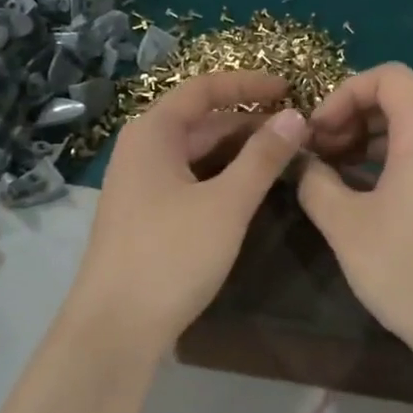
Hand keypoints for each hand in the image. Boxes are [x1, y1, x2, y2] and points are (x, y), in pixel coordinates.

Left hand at [66, 71, 308, 352]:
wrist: (115, 327)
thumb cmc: (171, 255)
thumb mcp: (227, 203)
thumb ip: (263, 157)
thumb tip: (295, 116)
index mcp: (153, 132)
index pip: (205, 89)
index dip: (249, 85)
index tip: (291, 89)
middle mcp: (141, 149)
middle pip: (201, 121)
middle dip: (250, 124)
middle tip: (298, 134)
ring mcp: (140, 184)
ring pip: (197, 154)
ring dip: (239, 153)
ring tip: (284, 160)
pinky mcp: (145, 215)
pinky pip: (190, 180)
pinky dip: (222, 178)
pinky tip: (251, 191)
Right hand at [298, 63, 412, 359]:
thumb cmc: (411, 270)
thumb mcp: (347, 226)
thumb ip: (316, 183)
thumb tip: (303, 164)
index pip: (389, 77)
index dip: (344, 93)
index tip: (317, 132)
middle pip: (404, 102)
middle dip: (354, 118)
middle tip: (321, 155)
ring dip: (373, 144)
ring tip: (338, 177)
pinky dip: (397, 165)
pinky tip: (371, 201)